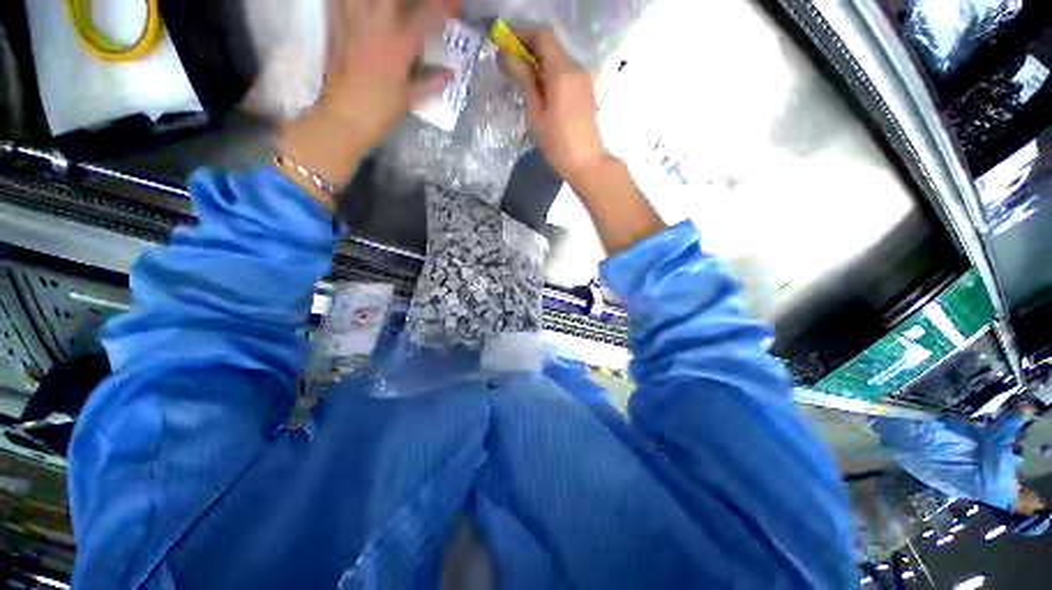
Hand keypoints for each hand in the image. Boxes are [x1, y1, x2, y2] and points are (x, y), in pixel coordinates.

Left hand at [278, 0, 457, 211]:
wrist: (345, 117)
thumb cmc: (381, 112)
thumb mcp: (410, 99)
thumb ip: (431, 82)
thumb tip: (450, 75)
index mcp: (400, 45)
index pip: (428, 15)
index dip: (446, 6)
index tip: (456, 7)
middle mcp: (377, 24)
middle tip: (420, 5)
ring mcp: (354, 20)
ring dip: (385, 0)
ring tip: (392, 7)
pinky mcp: (336, 24)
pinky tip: (363, 6)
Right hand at [501, 28, 610, 181]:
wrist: (586, 164)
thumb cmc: (557, 143)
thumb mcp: (536, 114)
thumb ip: (524, 81)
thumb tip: (507, 56)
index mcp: (562, 71)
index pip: (542, 36)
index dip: (522, 34)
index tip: (505, 44)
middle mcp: (576, 68)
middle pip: (551, 46)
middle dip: (529, 48)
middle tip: (510, 64)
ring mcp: (583, 80)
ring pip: (558, 60)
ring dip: (539, 63)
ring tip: (522, 79)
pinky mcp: (585, 92)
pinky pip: (565, 73)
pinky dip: (550, 74)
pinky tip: (539, 91)